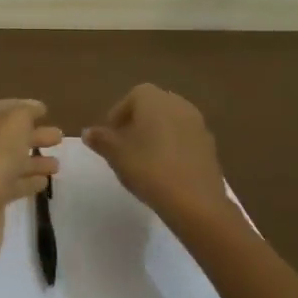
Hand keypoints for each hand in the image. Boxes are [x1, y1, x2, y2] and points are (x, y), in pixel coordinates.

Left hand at [0, 99, 62, 267]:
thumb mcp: (14, 121)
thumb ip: (27, 111)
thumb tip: (36, 108)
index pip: (5, 108)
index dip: (25, 108)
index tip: (45, 111)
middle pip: (11, 135)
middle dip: (35, 135)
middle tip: (60, 137)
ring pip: (13, 160)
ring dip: (35, 160)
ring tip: (58, 165)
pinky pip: (13, 184)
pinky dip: (28, 181)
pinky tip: (44, 183)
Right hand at [84, 84, 229, 221]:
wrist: (195, 201)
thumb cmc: (149, 169)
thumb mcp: (117, 155)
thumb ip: (101, 140)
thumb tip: (88, 132)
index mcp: (153, 99)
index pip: (132, 97)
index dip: (118, 115)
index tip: (110, 136)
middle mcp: (178, 103)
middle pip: (153, 106)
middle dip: (138, 122)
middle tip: (125, 145)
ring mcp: (198, 123)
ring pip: (171, 121)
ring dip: (157, 133)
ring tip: (144, 158)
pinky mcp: (210, 144)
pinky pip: (185, 137)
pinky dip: (173, 146)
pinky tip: (165, 168)